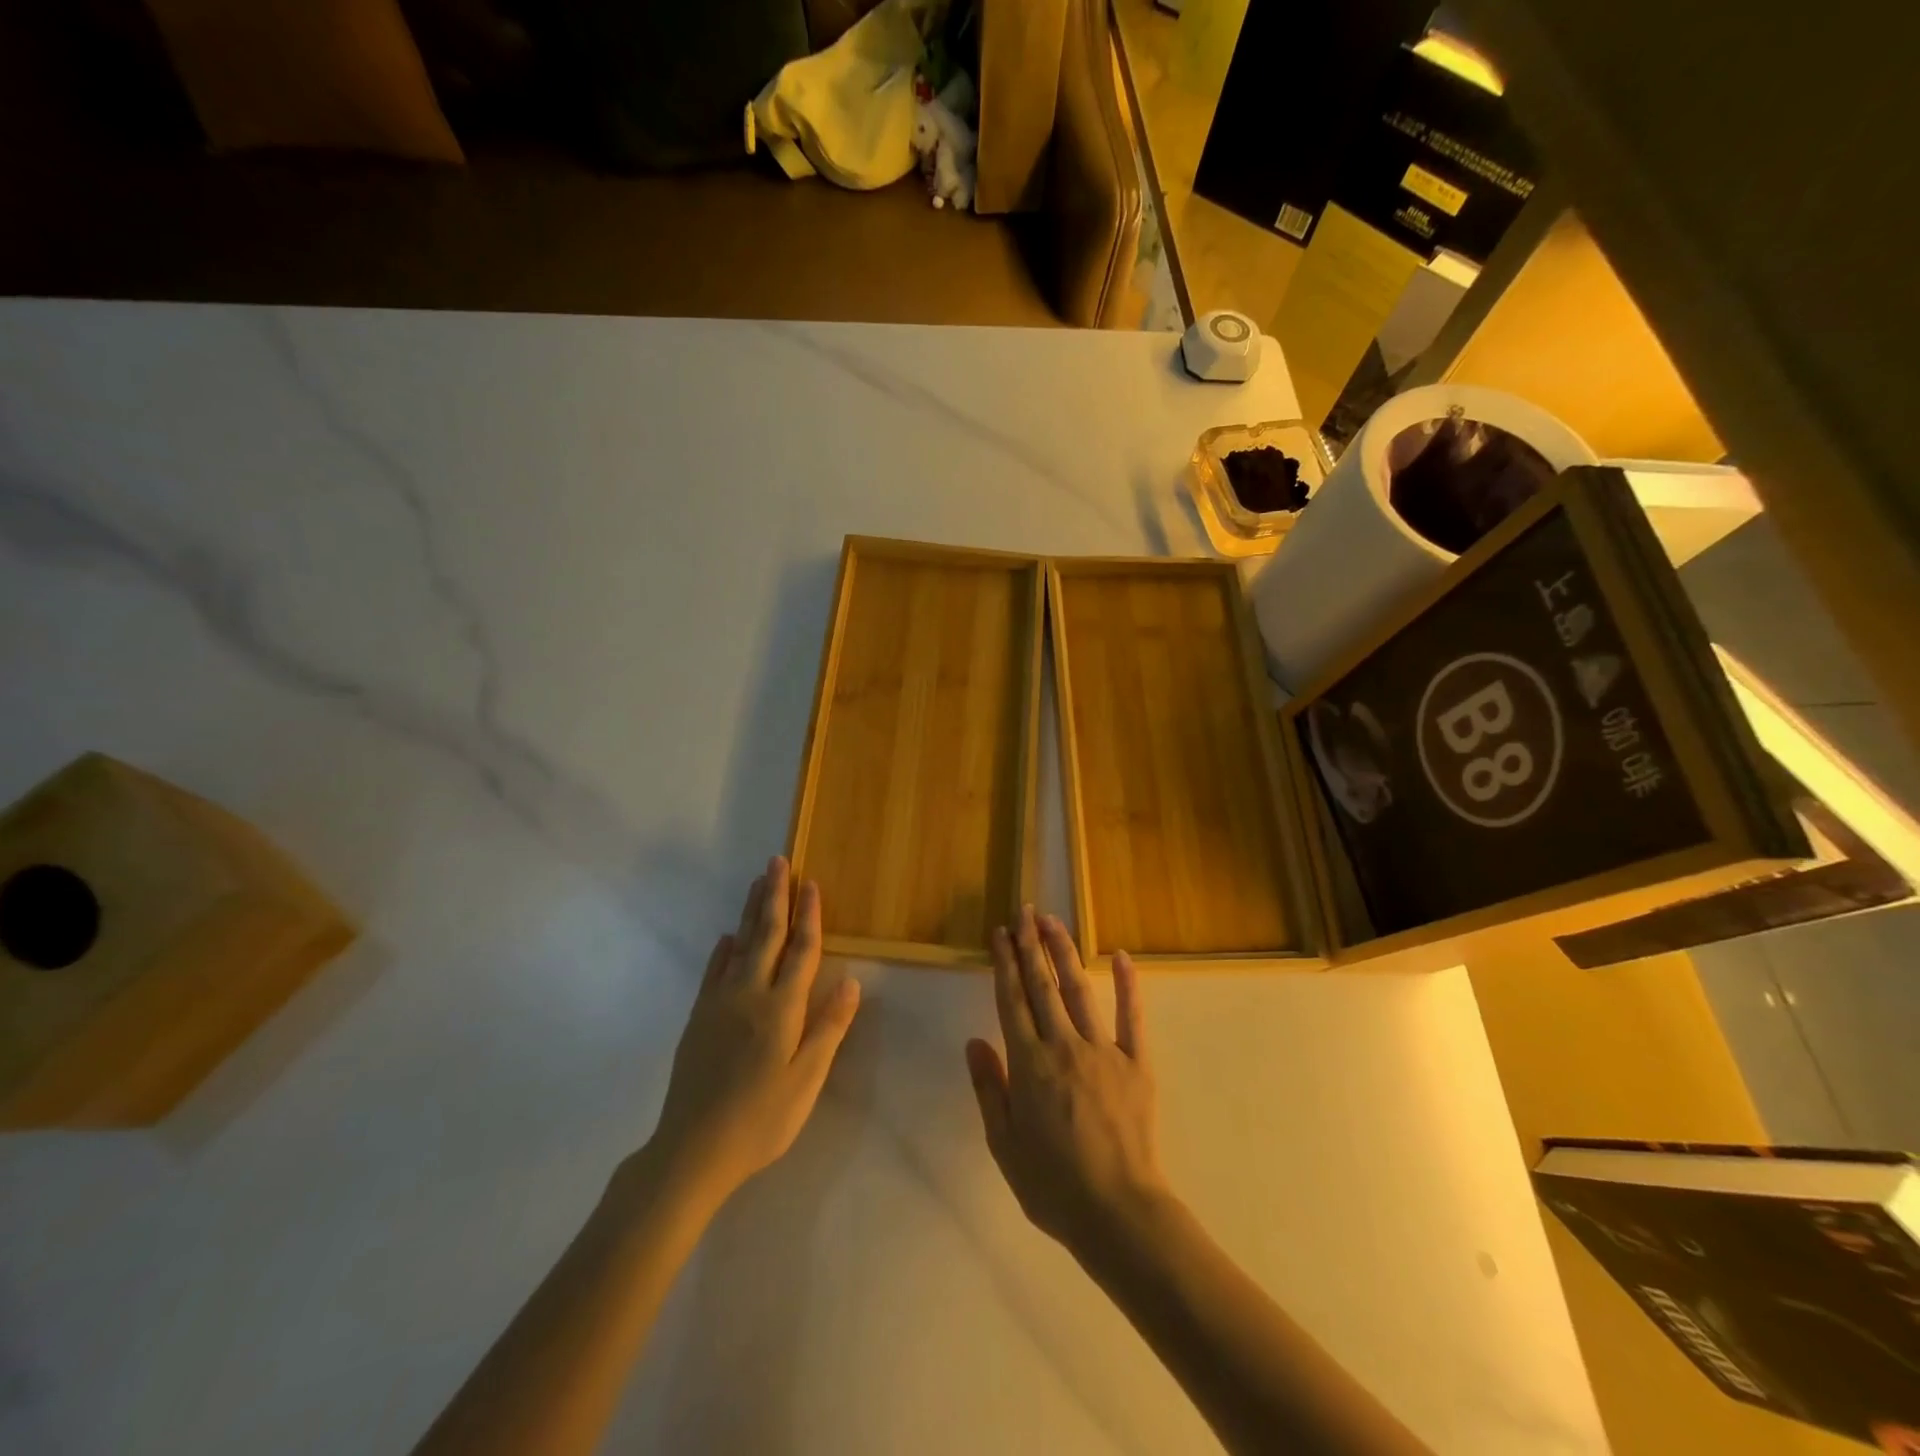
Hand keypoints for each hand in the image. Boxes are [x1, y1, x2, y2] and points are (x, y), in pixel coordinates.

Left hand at [645, 857, 860, 1209]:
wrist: (692, 1150)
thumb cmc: (761, 1120)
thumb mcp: (806, 1081)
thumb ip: (828, 1029)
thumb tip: (853, 983)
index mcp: (782, 1008)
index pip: (802, 951)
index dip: (810, 915)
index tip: (812, 883)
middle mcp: (750, 994)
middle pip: (767, 935)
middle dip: (775, 896)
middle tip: (778, 861)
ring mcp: (719, 1003)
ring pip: (739, 945)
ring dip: (750, 912)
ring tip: (757, 882)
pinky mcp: (699, 1018)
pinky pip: (713, 971)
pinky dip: (723, 950)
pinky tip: (727, 938)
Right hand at [966, 906, 1169, 1261]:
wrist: (1118, 1212)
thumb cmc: (1053, 1185)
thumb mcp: (1004, 1144)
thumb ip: (989, 1088)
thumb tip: (974, 1042)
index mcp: (1028, 1064)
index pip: (1011, 1001)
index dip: (1004, 963)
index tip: (999, 933)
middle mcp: (1063, 1045)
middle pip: (1042, 985)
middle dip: (1030, 945)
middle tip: (1024, 912)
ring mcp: (1103, 1050)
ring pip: (1078, 990)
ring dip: (1064, 952)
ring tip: (1053, 922)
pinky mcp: (1136, 1062)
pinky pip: (1132, 1016)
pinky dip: (1128, 984)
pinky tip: (1122, 956)